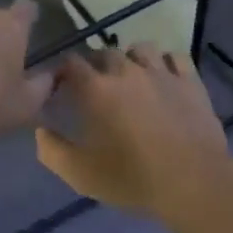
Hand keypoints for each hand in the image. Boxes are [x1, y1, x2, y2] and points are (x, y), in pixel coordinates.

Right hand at [35, 45, 232, 220]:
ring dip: (131, 59)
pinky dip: (165, 62)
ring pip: (141, 48)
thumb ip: (51, 150)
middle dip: (96, 65)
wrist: (192, 183)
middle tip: (97, 87)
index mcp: (96, 89)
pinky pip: (175, 57)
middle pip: (105, 53)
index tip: (62, 86)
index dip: (64, 71)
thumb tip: (40, 130)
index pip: (71, 62)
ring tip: (131, 77)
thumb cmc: (132, 178)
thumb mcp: (80, 174)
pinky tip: (163, 77)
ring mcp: (161, 73)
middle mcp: (126, 71)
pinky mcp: (190, 81)